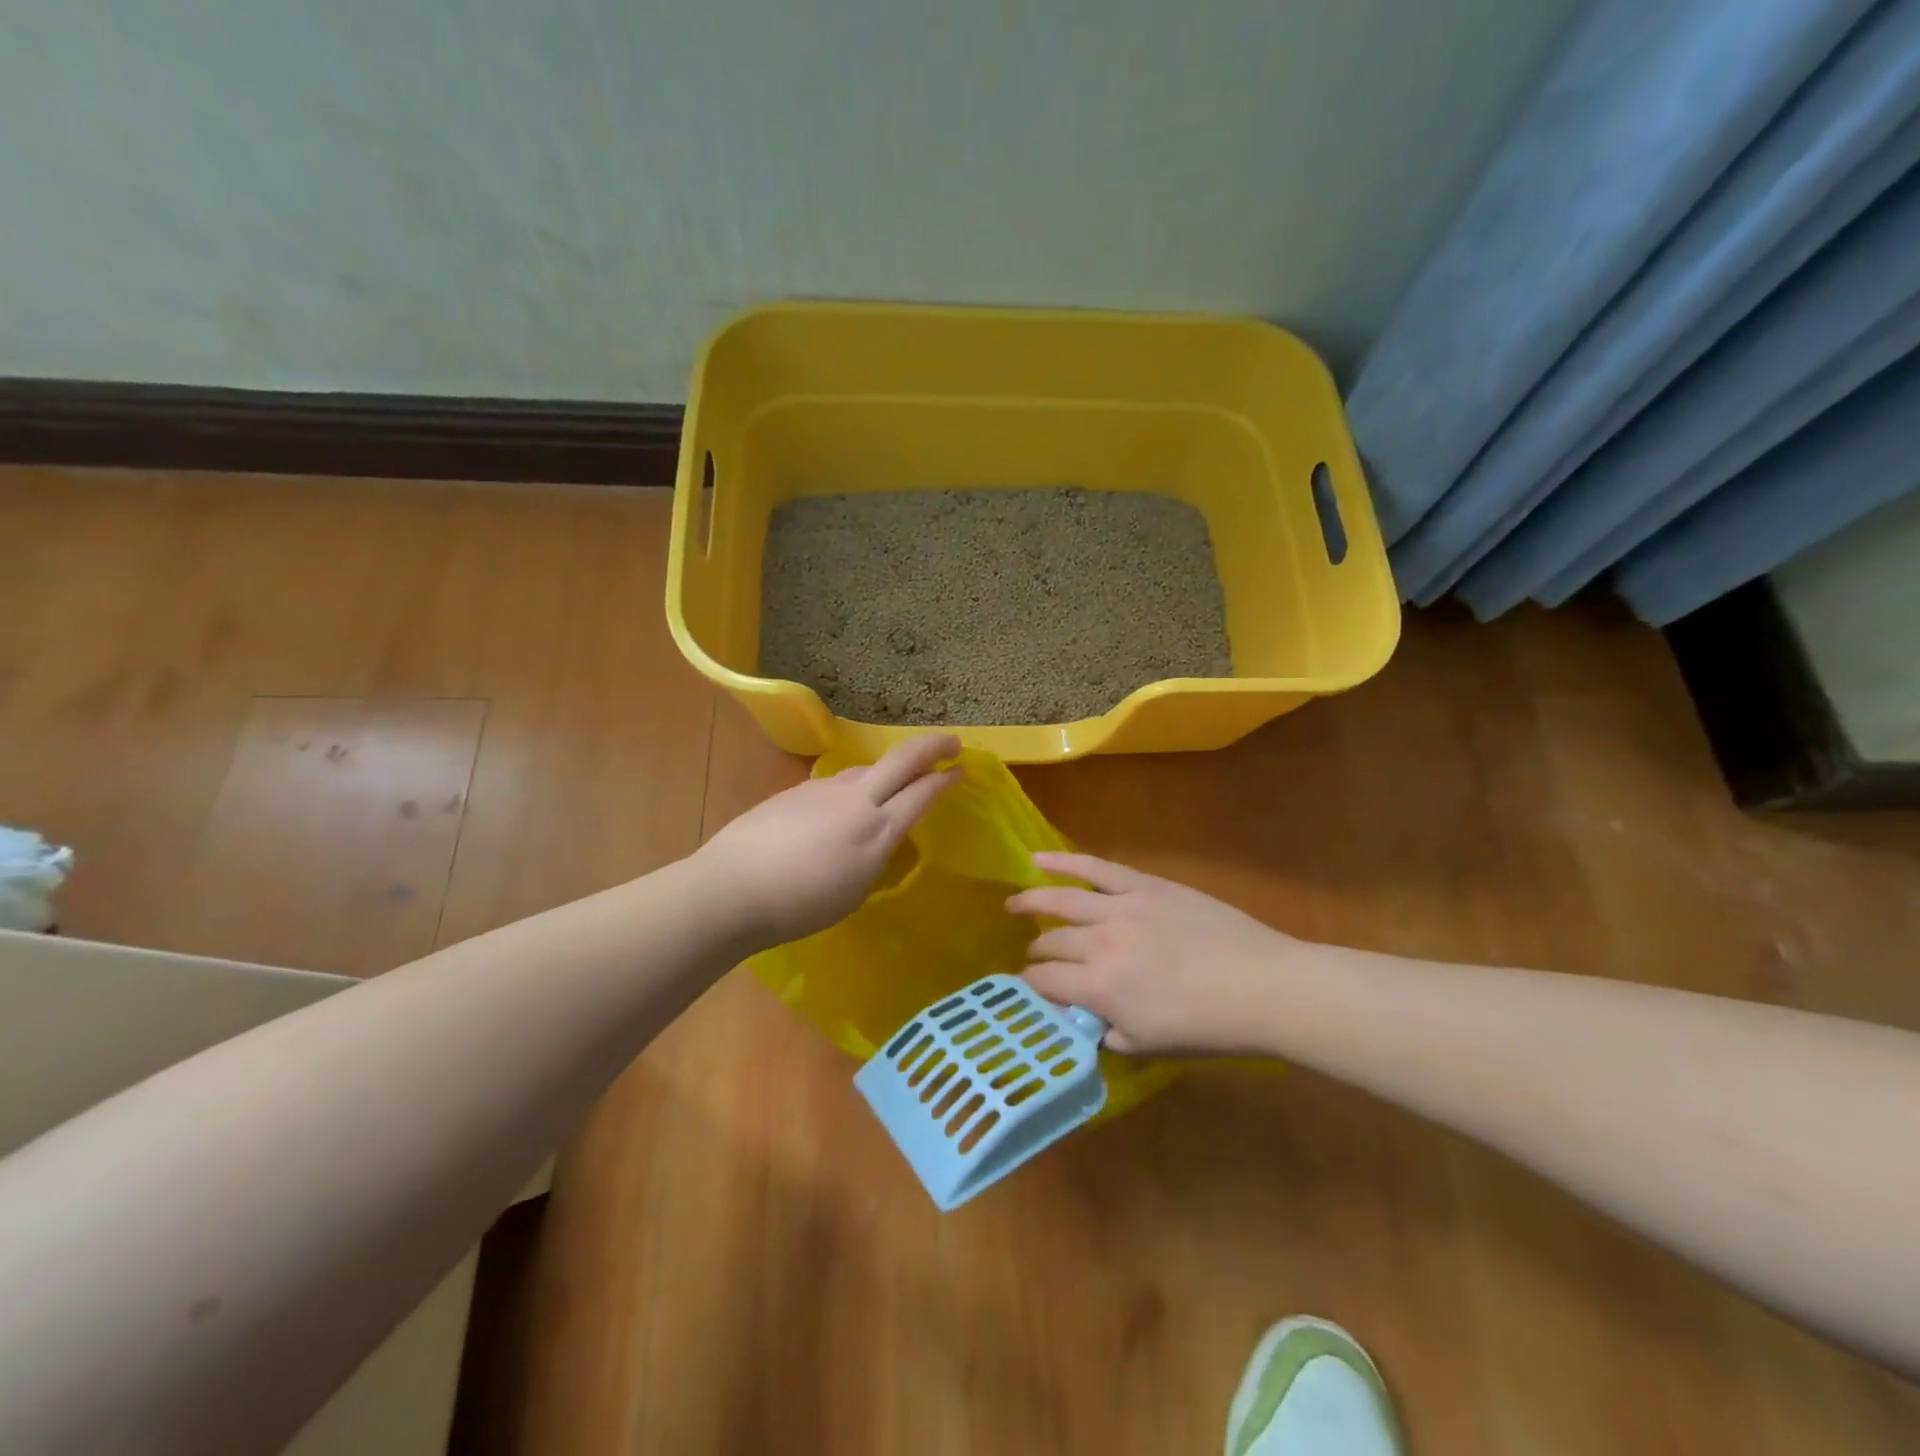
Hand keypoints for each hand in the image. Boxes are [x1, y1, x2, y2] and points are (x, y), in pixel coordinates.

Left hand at [697, 734, 960, 947]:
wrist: (732, 888)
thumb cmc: (799, 906)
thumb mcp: (855, 891)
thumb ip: (875, 856)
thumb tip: (879, 835)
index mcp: (877, 830)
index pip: (922, 793)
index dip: (946, 779)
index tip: (962, 769)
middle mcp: (855, 799)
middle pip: (902, 758)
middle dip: (932, 745)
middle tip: (952, 742)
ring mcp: (823, 789)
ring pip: (867, 768)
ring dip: (889, 769)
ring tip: (895, 782)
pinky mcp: (797, 790)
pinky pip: (837, 782)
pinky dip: (855, 786)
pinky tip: (843, 806)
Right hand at [1007, 853, 1306, 1054]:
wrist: (1261, 986)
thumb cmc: (1208, 1026)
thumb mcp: (1149, 1045)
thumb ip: (1106, 1034)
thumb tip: (1083, 1023)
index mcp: (1098, 987)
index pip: (1045, 982)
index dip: (1031, 986)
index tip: (1030, 988)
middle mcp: (1099, 942)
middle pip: (1051, 943)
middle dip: (1036, 953)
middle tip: (1034, 957)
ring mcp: (1120, 907)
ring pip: (1061, 900)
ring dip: (1031, 902)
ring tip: (1011, 904)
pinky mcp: (1143, 885)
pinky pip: (1095, 867)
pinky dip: (1063, 862)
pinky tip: (1038, 859)